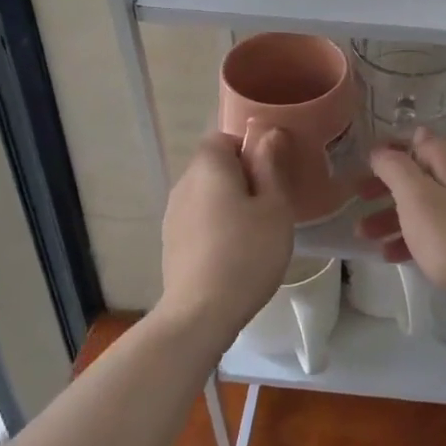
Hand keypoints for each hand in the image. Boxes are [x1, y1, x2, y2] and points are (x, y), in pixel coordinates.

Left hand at [158, 128, 294, 337]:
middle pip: (215, 166)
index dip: (249, 150)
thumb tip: (268, 133)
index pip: (224, 137)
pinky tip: (234, 254)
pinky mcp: (171, 242)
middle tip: (271, 206)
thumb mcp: (274, 207)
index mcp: (208, 166)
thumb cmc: (247, 253)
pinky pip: (198, 219)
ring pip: (207, 195)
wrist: (201, 312)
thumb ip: (271, 165)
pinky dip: (216, 226)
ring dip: (229, 204)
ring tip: (255, 233)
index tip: (271, 176)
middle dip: (242, 178)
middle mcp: (184, 183)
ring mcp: (173, 214)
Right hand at [355, 129, 445, 305]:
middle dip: (385, 186)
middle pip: (418, 175)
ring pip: (424, 205)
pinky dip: (411, 237)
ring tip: (364, 235)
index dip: (391, 147)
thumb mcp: (416, 196)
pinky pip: (436, 231)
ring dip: (391, 216)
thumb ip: (395, 168)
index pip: (419, 140)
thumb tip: (381, 150)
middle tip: (357, 197)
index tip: (366, 162)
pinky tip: (391, 255)